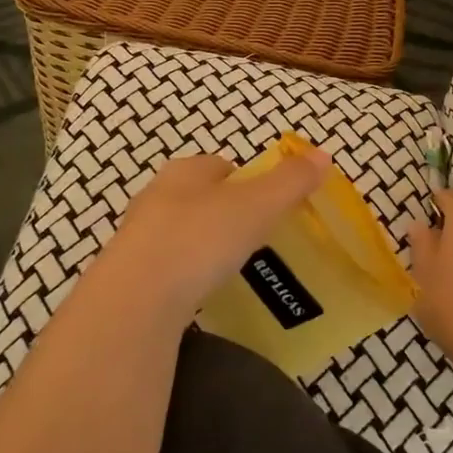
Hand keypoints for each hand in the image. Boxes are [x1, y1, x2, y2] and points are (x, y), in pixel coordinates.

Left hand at [75, 148, 331, 327]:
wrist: (136, 298)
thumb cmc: (201, 238)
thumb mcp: (257, 206)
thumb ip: (290, 181)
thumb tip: (323, 155)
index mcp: (186, 171)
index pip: (221, 166)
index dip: (247, 181)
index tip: (268, 206)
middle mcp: (157, 195)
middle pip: (199, 196)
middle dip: (224, 212)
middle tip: (254, 238)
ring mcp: (139, 235)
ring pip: (181, 231)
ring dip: (203, 244)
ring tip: (230, 268)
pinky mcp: (130, 273)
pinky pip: (168, 266)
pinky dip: (186, 274)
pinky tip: (201, 292)